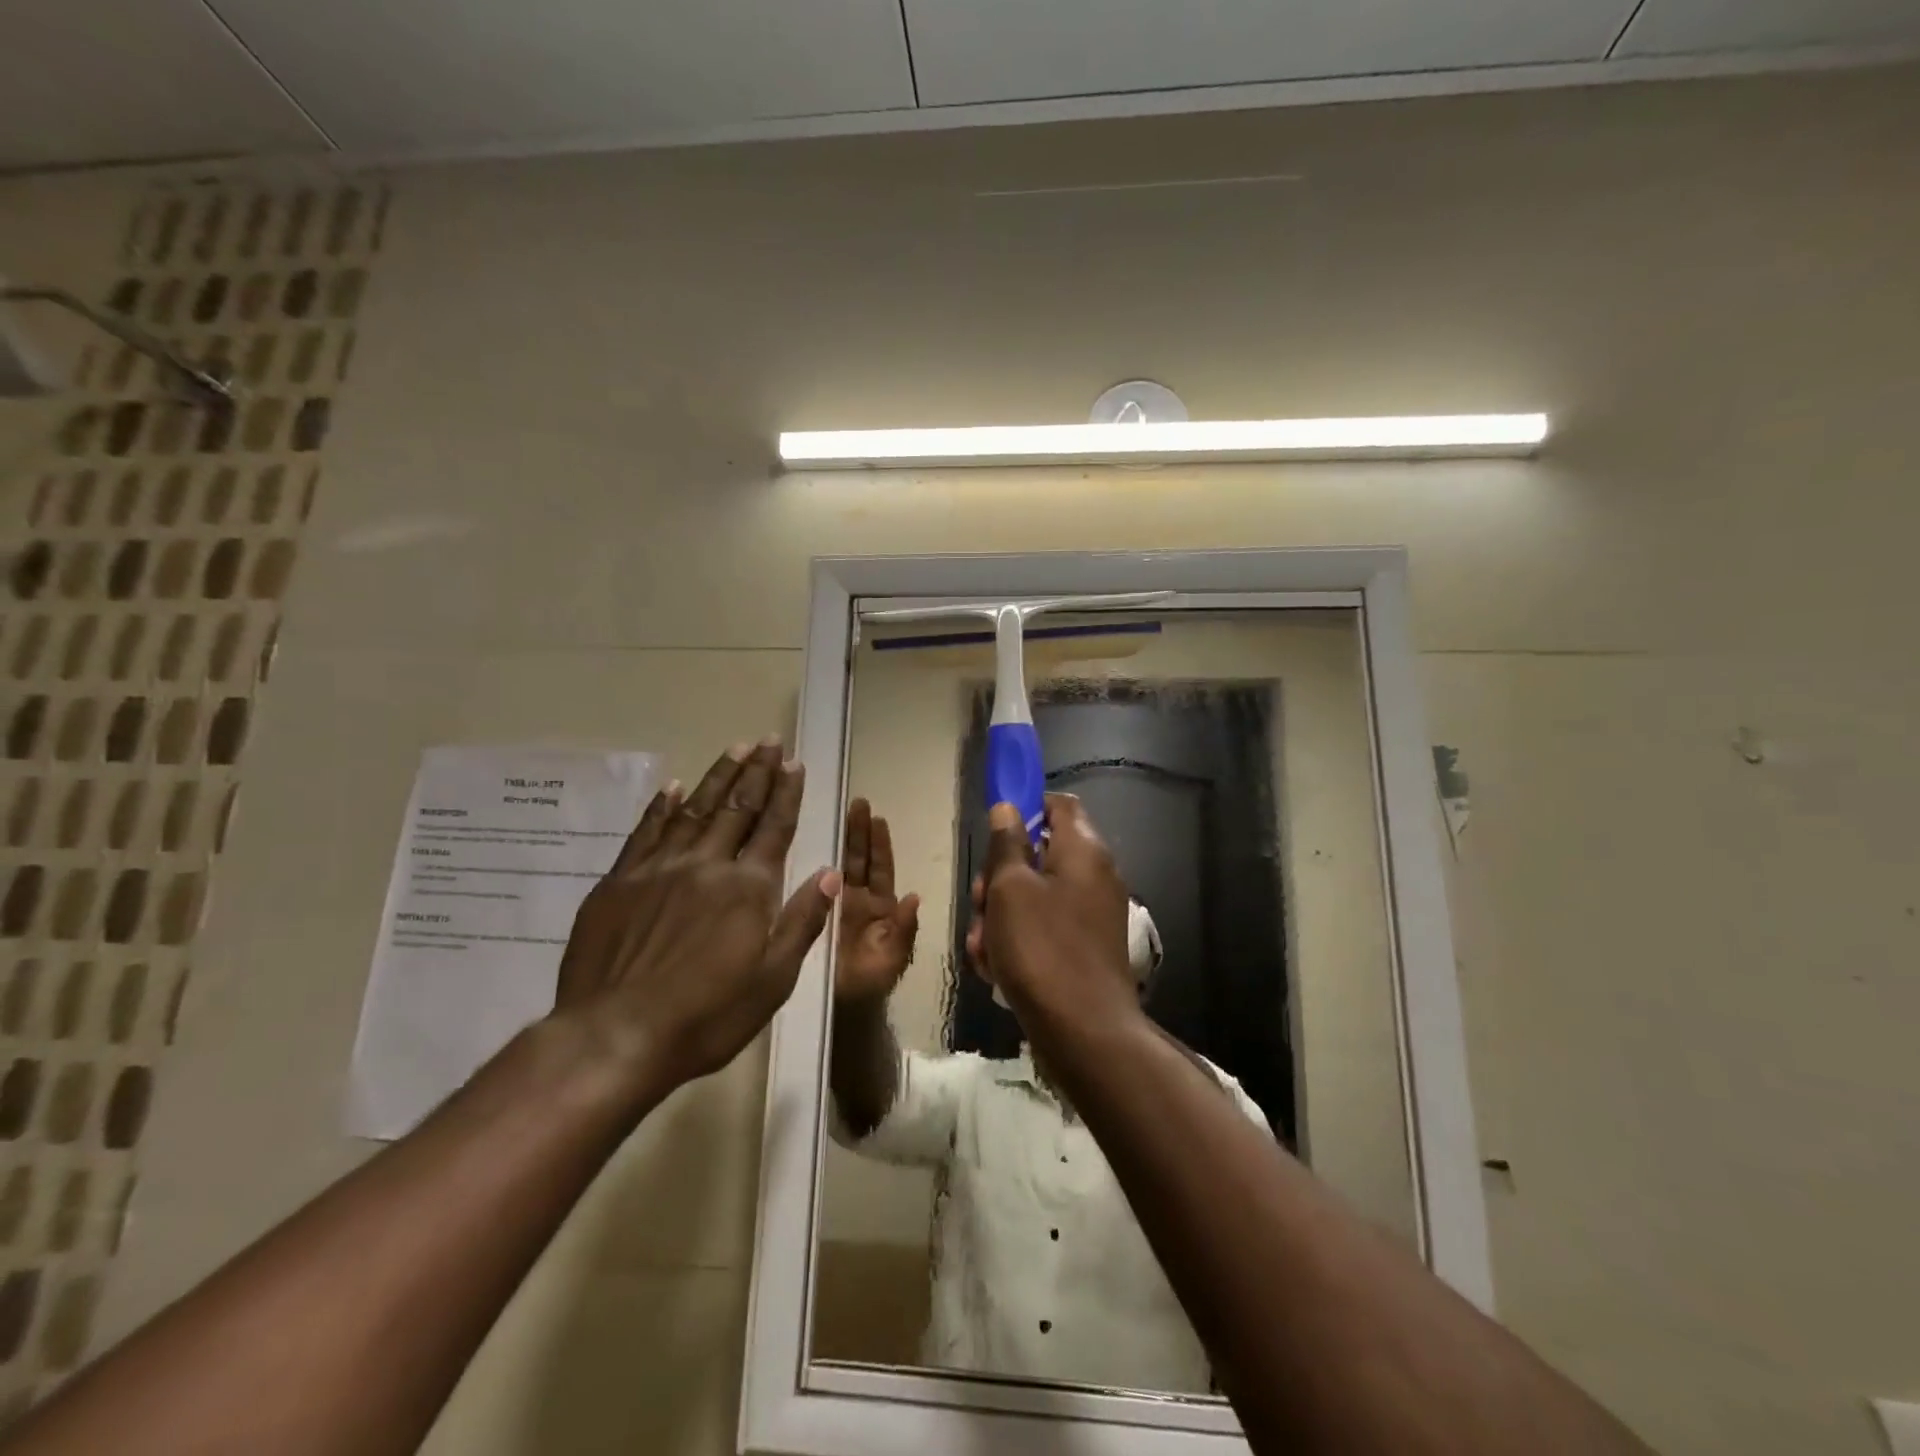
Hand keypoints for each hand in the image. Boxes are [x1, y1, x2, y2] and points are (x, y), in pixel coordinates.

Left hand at [552, 738, 839, 1101]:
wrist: (614, 1037)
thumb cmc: (706, 1016)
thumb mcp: (773, 980)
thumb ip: (802, 922)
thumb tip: (830, 874)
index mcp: (748, 888)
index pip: (774, 827)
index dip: (786, 793)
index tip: (794, 763)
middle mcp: (706, 865)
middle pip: (738, 808)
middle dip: (756, 771)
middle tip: (768, 740)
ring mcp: (658, 870)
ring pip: (694, 810)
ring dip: (717, 777)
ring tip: (734, 748)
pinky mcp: (619, 883)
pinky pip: (645, 832)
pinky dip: (662, 807)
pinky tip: (673, 787)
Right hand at [834, 798, 919, 1004]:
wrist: (838, 1011)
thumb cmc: (870, 985)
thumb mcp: (893, 959)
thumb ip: (905, 930)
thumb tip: (913, 896)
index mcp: (882, 908)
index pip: (881, 868)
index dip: (880, 844)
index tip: (878, 817)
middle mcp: (859, 900)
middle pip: (860, 858)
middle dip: (860, 831)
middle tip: (858, 802)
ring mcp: (835, 905)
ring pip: (840, 864)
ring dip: (842, 838)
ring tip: (840, 810)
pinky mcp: (815, 912)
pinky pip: (817, 883)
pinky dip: (817, 861)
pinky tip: (811, 840)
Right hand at [976, 794, 1136, 1029]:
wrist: (1083, 1031)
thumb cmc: (1041, 947)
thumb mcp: (1010, 888)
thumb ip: (1006, 843)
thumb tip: (1008, 807)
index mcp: (1083, 850)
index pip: (1058, 805)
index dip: (1025, 808)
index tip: (993, 832)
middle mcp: (1093, 875)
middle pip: (1038, 854)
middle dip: (999, 877)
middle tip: (980, 901)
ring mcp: (1090, 914)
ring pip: (1033, 896)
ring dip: (1000, 916)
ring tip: (983, 946)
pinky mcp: (1083, 947)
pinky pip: (1043, 928)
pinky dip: (1017, 941)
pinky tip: (995, 968)